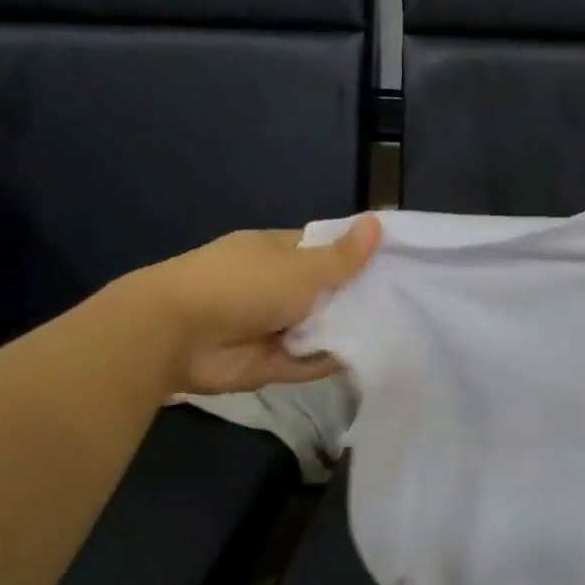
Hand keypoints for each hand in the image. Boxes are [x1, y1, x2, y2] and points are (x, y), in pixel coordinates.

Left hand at [136, 216, 381, 395]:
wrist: (178, 335)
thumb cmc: (244, 285)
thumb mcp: (302, 267)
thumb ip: (343, 256)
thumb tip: (378, 221)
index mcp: (279, 253)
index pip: (326, 250)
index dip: (358, 256)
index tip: (396, 264)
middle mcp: (277, 287)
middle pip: (327, 292)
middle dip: (358, 299)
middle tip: (406, 304)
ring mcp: (272, 326)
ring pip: (320, 329)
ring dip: (346, 332)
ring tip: (395, 332)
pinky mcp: (270, 362)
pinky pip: (308, 361)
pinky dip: (329, 361)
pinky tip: (366, 359)